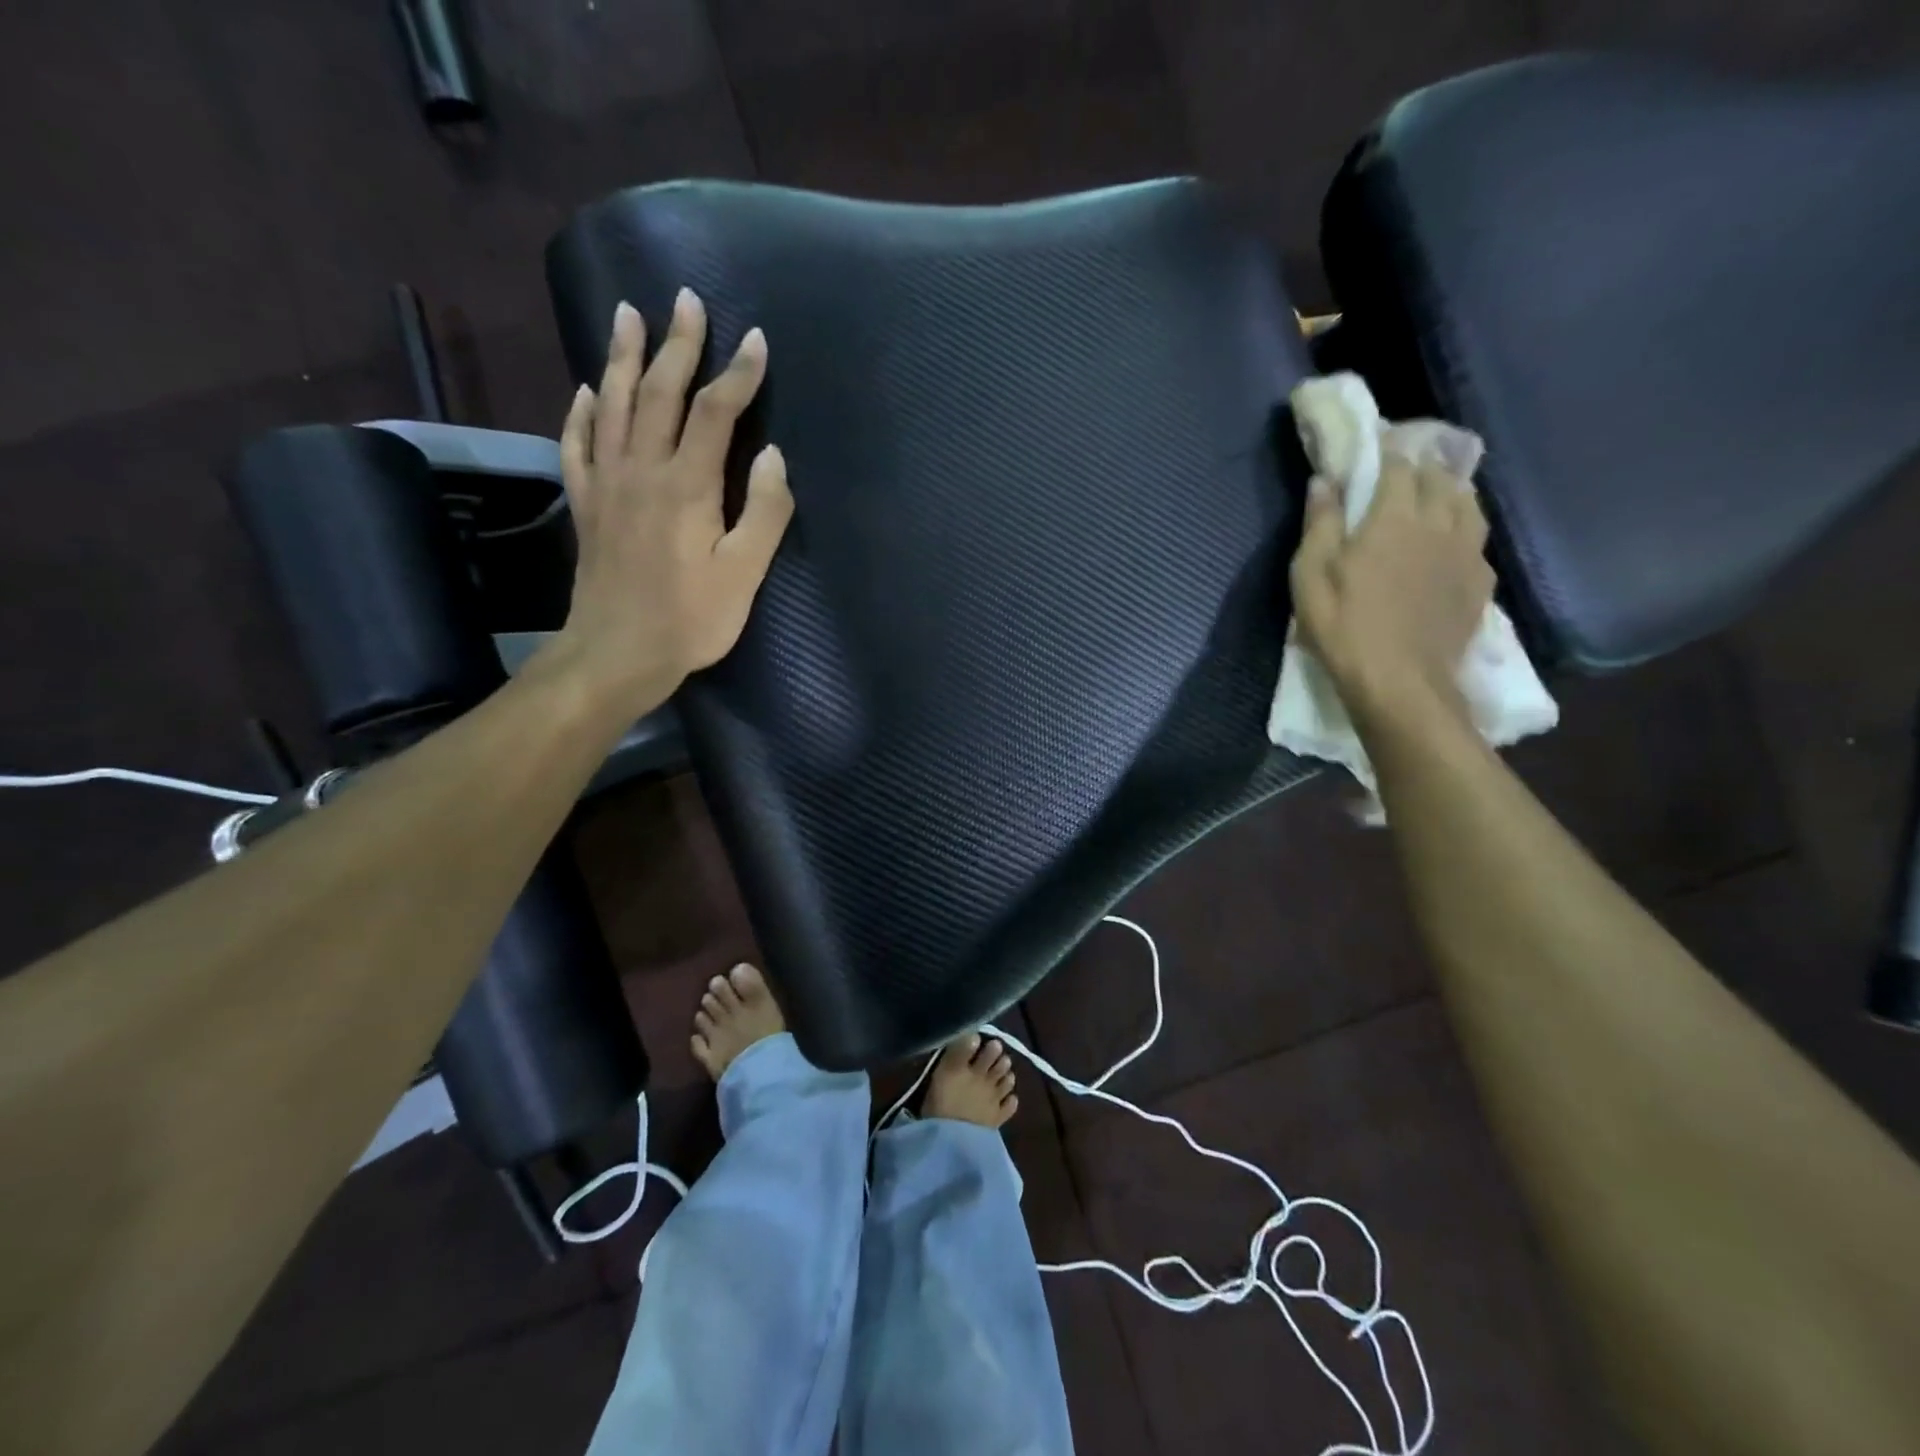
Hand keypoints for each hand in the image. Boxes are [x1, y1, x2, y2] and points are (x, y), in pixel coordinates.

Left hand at [547, 289, 793, 718]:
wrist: (617, 654)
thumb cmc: (691, 620)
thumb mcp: (744, 574)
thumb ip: (764, 513)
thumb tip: (771, 456)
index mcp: (687, 486)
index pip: (714, 413)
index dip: (738, 374)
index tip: (756, 340)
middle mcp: (642, 470)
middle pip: (658, 393)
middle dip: (677, 344)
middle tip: (685, 298)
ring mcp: (607, 485)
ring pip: (613, 406)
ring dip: (623, 357)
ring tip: (628, 314)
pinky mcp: (587, 506)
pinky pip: (577, 446)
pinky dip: (582, 412)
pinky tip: (588, 391)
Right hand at [1289, 457, 1492, 732]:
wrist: (1401, 682)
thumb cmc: (1345, 627)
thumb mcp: (1310, 576)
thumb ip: (1320, 524)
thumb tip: (1324, 480)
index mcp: (1394, 517)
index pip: (1398, 465)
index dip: (1388, 447)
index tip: (1377, 439)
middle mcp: (1439, 523)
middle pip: (1439, 478)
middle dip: (1421, 464)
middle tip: (1403, 464)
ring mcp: (1466, 553)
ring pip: (1468, 504)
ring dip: (1451, 490)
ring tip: (1436, 492)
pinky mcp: (1480, 583)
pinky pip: (1477, 540)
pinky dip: (1463, 528)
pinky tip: (1452, 541)